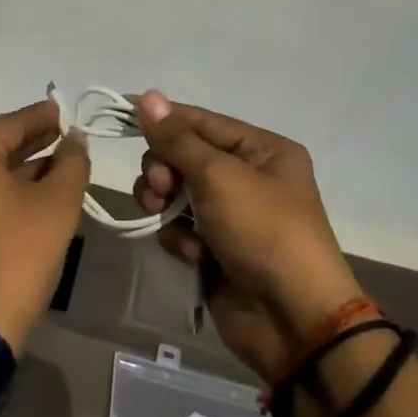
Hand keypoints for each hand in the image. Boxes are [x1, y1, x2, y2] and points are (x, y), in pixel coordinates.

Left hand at [0, 100, 90, 354]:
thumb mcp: (56, 206)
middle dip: (32, 144)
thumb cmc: (14, 257)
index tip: (68, 112)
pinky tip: (25, 196)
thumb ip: (71, 163)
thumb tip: (74, 140)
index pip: (12, 123)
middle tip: (65, 139)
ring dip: (16, 169)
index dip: (45, 118)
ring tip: (54, 167)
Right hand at [132, 91, 362, 380]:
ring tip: (163, 216)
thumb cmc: (264, 231)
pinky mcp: (216, 249)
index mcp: (262, 150)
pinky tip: (193, 254)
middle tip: (160, 186)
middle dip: (163, 169)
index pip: (201, 121)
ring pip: (175, 192)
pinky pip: (180, 228)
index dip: (163, 118)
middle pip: (183, 156)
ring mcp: (231, 215)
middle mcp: (248, 177)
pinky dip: (179, 238)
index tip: (123, 113)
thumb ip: (177, 138)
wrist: (294, 322)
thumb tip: (148, 94)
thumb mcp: (219, 176)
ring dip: (164, 202)